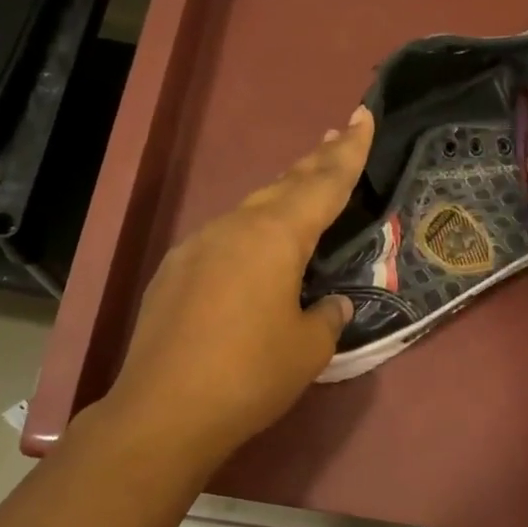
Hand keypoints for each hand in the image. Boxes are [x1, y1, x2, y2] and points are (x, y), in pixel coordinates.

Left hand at [98, 106, 372, 464]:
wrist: (164, 411)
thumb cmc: (251, 375)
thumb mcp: (308, 348)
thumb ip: (326, 316)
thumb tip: (331, 303)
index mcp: (274, 237)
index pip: (322, 184)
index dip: (348, 152)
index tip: (362, 115)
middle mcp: (233, 228)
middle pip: (283, 186)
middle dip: (314, 163)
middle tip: (338, 138)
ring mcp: (197, 247)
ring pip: (250, 211)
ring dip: (281, 198)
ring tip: (303, 192)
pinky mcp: (174, 272)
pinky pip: (224, 239)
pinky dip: (250, 234)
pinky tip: (254, 252)